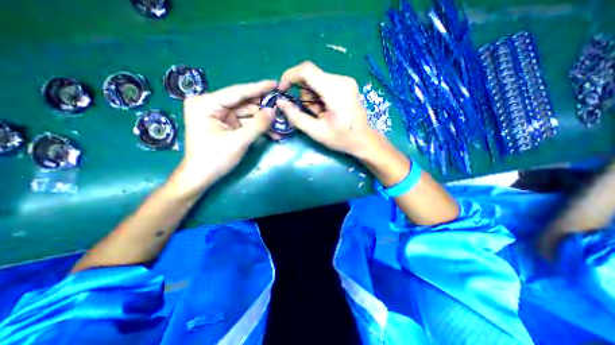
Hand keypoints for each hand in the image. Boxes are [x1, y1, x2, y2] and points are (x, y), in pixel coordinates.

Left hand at [174, 79, 277, 194]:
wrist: (201, 177)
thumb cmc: (215, 159)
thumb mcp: (239, 141)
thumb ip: (258, 124)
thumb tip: (274, 110)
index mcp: (206, 103)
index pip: (237, 92)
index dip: (258, 88)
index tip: (275, 83)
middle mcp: (211, 105)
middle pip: (243, 103)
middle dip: (263, 108)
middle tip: (281, 107)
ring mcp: (218, 115)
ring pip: (246, 114)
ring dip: (263, 121)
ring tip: (280, 124)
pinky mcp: (225, 124)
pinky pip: (244, 122)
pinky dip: (257, 127)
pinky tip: (271, 132)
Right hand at [278, 60, 373, 156]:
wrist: (363, 140)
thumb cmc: (341, 138)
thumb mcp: (315, 131)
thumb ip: (296, 116)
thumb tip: (280, 102)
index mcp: (335, 90)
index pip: (306, 70)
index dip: (290, 76)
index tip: (282, 90)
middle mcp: (341, 80)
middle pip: (311, 76)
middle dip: (304, 94)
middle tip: (311, 113)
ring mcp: (345, 81)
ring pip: (317, 81)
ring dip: (312, 97)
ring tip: (321, 115)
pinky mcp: (346, 84)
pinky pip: (325, 84)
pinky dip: (320, 97)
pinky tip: (326, 110)